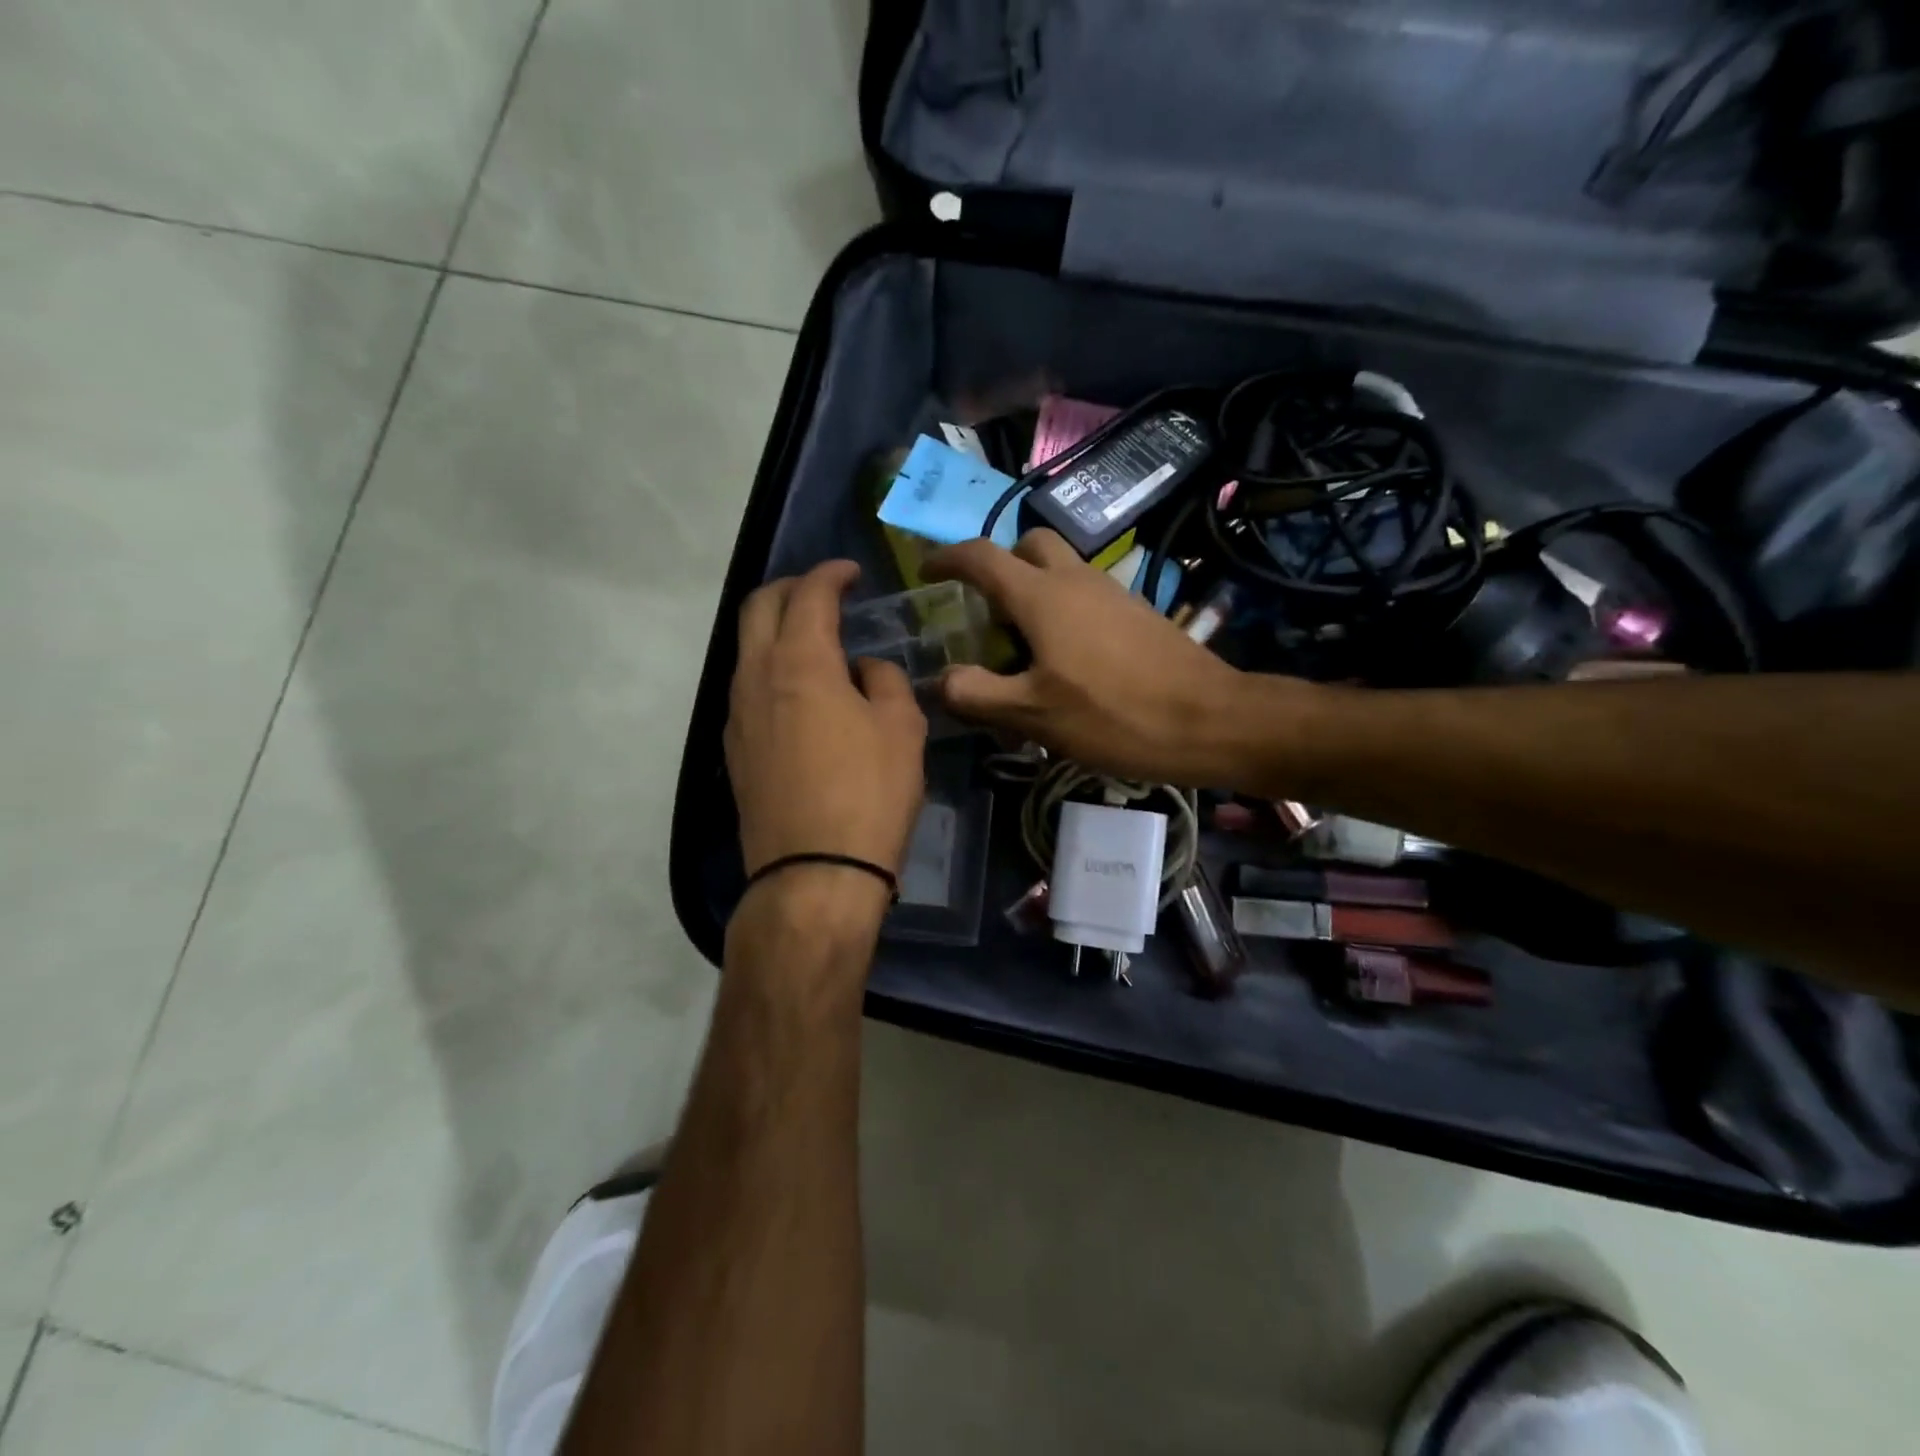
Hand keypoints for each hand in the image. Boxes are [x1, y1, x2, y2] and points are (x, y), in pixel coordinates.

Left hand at [726, 561, 927, 915]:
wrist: (814, 875)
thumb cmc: (870, 794)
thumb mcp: (902, 729)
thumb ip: (885, 682)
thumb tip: (863, 671)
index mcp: (800, 662)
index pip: (809, 594)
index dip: (831, 574)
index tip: (852, 572)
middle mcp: (756, 677)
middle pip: (759, 608)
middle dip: (791, 589)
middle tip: (825, 593)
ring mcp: (737, 715)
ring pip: (747, 649)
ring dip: (777, 630)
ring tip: (816, 642)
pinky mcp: (734, 751)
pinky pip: (747, 688)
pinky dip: (771, 669)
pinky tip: (801, 694)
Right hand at [924, 530, 1280, 785]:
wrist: (1209, 719)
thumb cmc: (1113, 715)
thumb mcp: (1033, 715)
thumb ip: (977, 694)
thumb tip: (940, 680)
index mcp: (1041, 595)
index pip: (981, 556)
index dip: (946, 560)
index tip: (926, 574)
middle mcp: (1075, 579)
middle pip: (1028, 546)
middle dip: (999, 567)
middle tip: (987, 614)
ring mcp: (1111, 592)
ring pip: (1061, 569)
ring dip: (1033, 591)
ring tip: (1023, 648)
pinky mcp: (1136, 612)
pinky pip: (1086, 593)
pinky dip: (1063, 609)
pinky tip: (1067, 661)